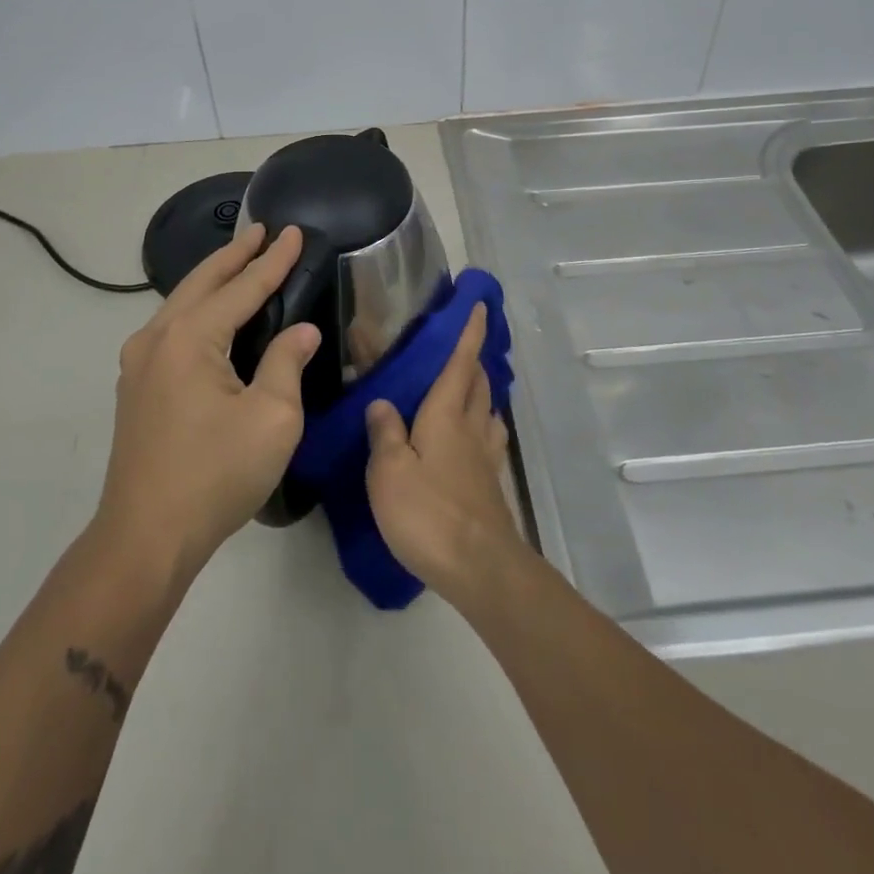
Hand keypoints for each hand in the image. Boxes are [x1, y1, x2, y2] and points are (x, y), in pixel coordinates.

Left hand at [97, 222, 319, 582]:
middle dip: (235, 255)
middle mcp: (157, 338)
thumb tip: (301, 331)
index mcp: (189, 338)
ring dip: (213, 279)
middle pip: (201, 282)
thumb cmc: (216, 475)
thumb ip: (287, 363)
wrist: (146, 537)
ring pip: (181, 303)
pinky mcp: (136, 387)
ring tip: (240, 261)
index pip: (242, 287)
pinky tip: (210, 312)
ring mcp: (139, 363)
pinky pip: (171, 328)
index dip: (272, 260)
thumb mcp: (272, 418)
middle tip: (261, 231)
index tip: (293, 232)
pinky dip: (197, 306)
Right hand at [364, 304, 523, 599]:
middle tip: (460, 347)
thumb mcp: (390, 471)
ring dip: (480, 391)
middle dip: (473, 359)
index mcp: (446, 414)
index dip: (470, 332)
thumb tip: (382, 402)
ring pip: (487, 410)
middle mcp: (471, 427)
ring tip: (464, 389)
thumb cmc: (429, 513)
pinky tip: (473, 438)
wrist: (480, 567)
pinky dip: (482, 425)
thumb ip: (385, 432)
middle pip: (478, 382)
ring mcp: (485, 457)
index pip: (460, 361)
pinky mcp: (491, 484)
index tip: (481, 305)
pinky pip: (488, 439)